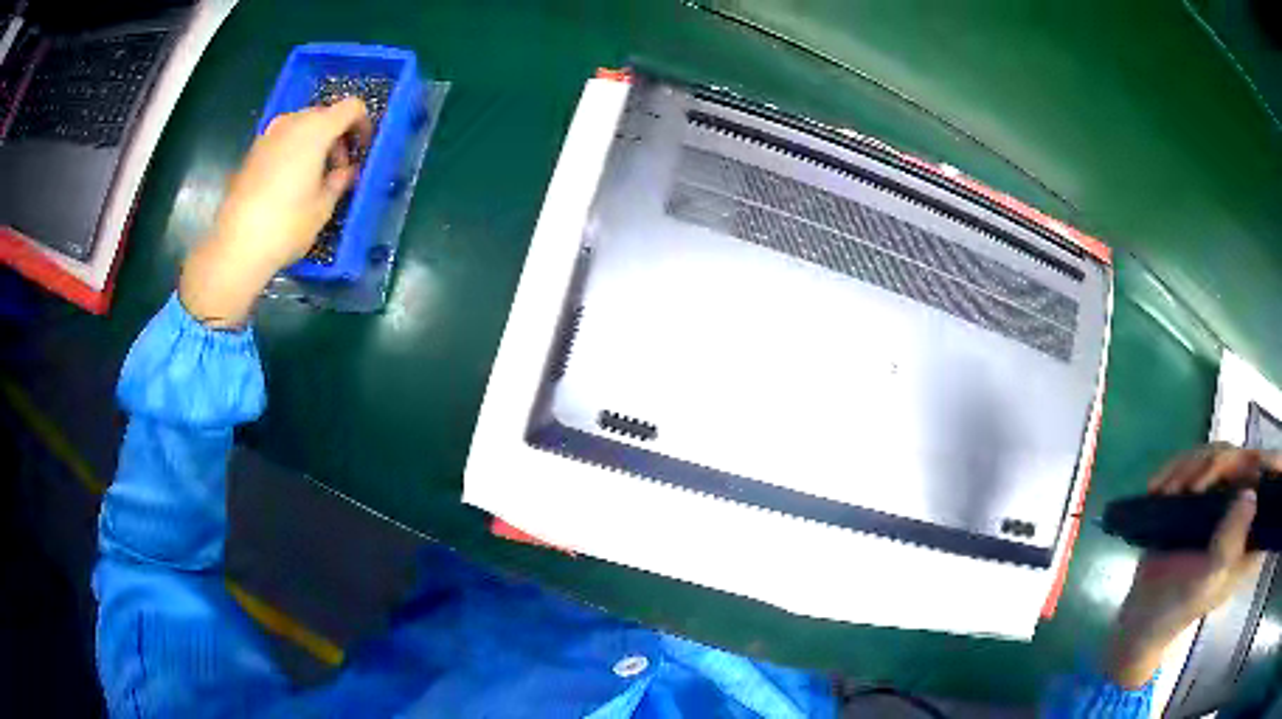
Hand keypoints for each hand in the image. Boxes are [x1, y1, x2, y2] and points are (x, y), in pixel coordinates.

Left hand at [179, 98, 372, 327]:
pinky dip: (293, 153)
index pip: (351, 107)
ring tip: (314, 179)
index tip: (362, 150)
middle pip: (324, 115)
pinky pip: (282, 141)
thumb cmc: (286, 226)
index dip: (363, 125)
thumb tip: (347, 172)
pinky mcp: (252, 153)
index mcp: (316, 130)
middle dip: (336, 137)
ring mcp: (268, 136)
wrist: (236, 247)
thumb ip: (340, 181)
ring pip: (301, 127)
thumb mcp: (323, 207)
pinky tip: (290, 185)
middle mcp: (292, 123)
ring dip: (314, 145)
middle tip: (338, 171)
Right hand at [1104, 445, 1279, 687]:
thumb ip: (1230, 542)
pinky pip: (1202, 461)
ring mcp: (1228, 502)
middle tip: (1188, 487)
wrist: (1143, 615)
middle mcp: (1248, 514)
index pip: (1270, 489)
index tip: (1243, 473)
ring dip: (1191, 467)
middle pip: (1246, 460)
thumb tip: (1251, 494)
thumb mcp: (1207, 580)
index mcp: (1254, 539)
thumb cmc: (1178, 605)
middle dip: (1216, 466)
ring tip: (1166, 491)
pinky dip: (1179, 468)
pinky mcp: (1208, 495)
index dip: (1266, 469)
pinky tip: (1159, 485)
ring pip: (1223, 454)